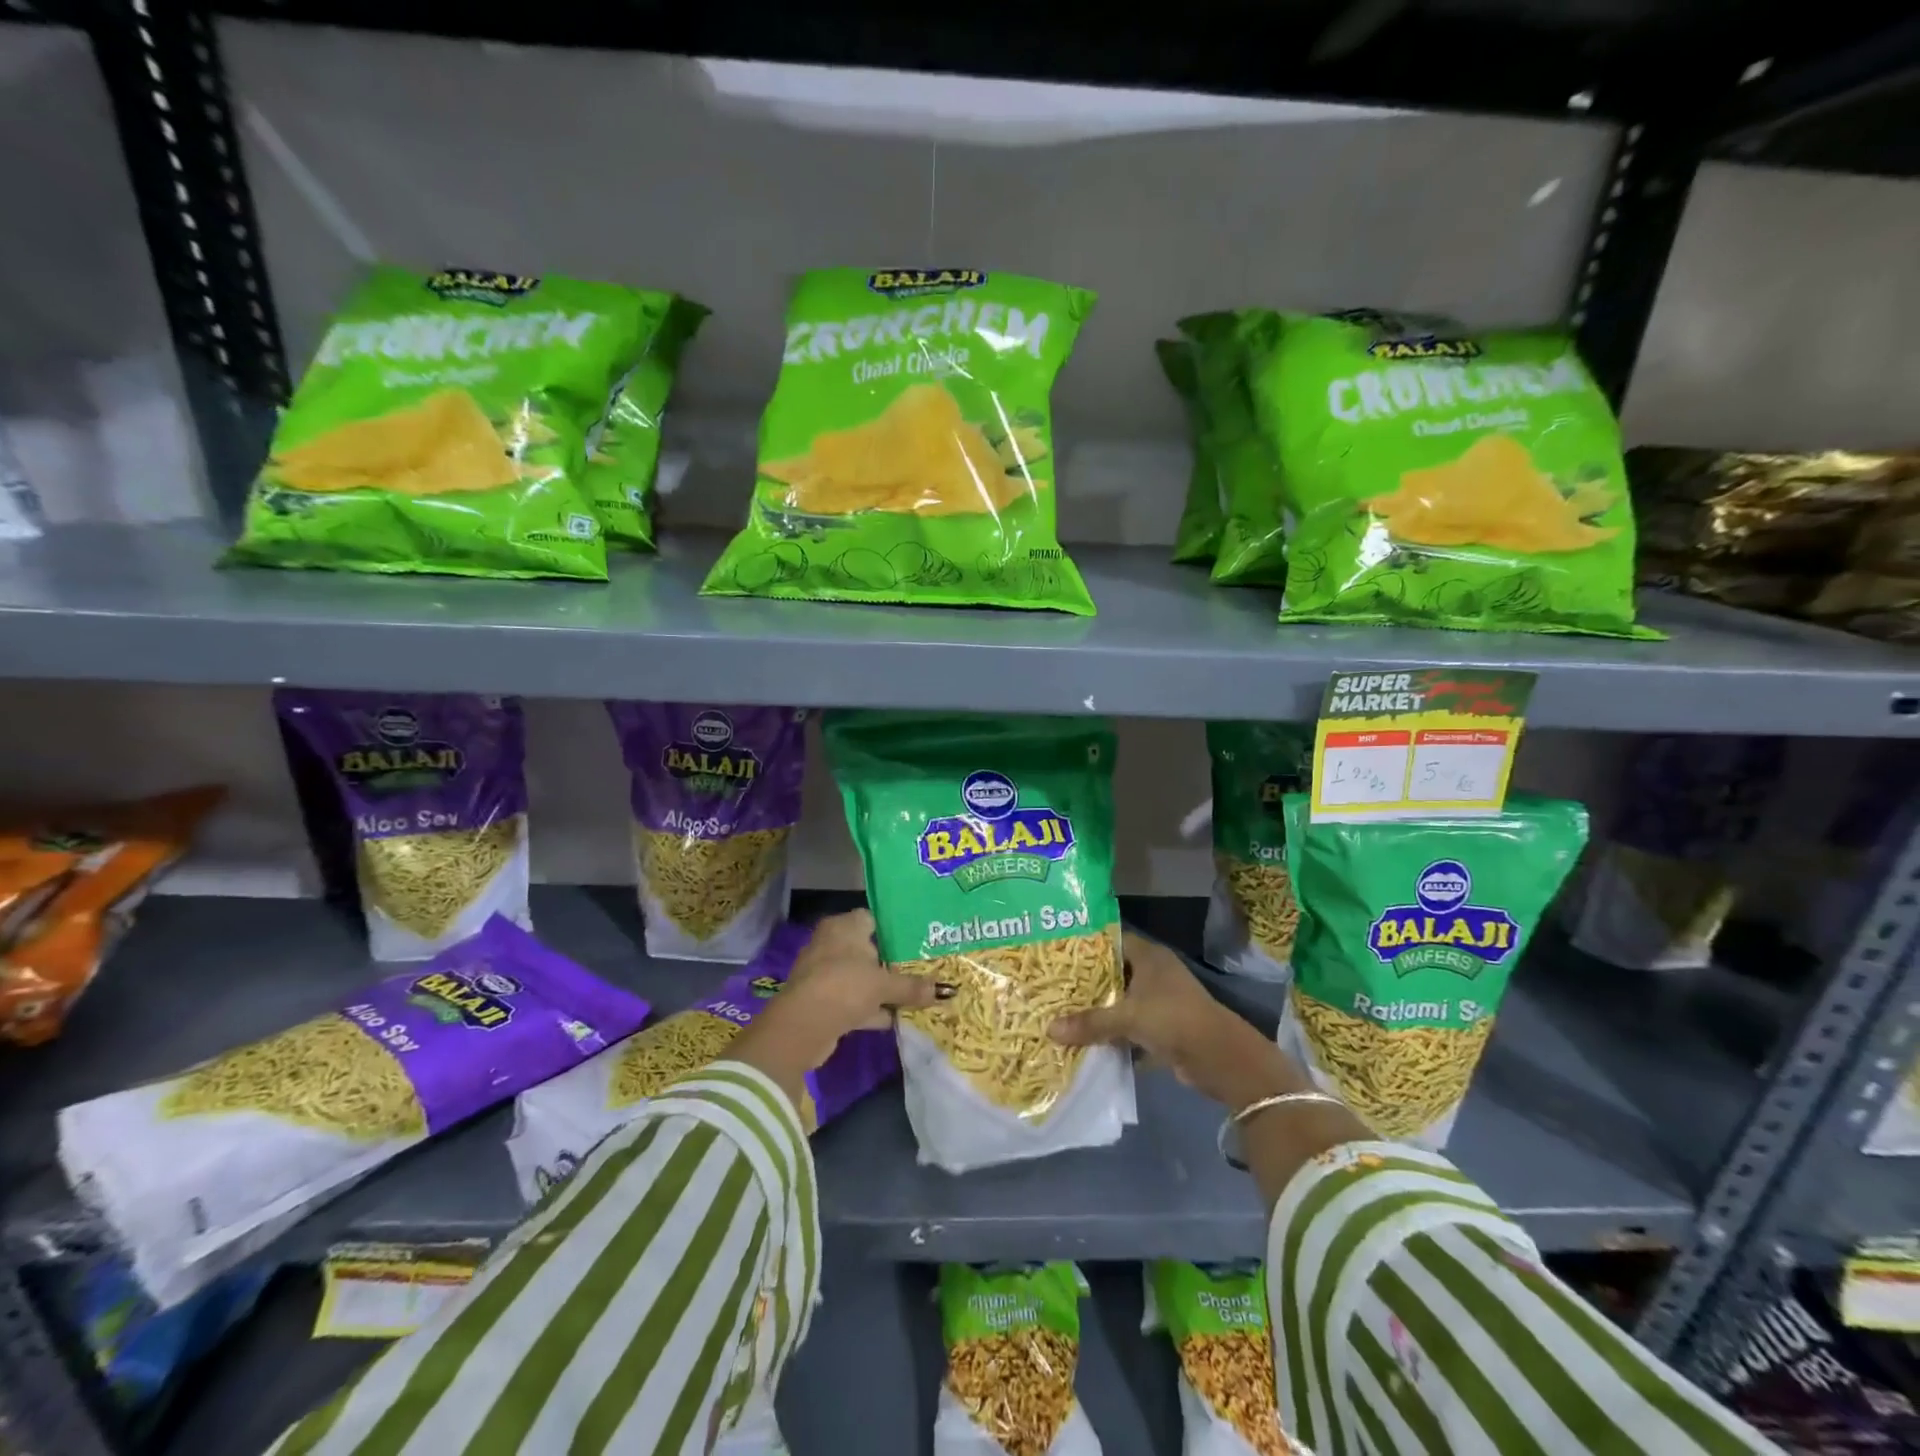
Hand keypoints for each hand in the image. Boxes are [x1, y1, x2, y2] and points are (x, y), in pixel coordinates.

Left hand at [730, 911, 941, 1121]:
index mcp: (843, 927)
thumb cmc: (846, 986)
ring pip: (858, 977)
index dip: (893, 929)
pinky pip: (851, 999)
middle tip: (918, 969)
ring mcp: (822, 973)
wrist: (803, 1026)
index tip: (916, 940)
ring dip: (879, 989)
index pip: (871, 918)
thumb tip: (943, 991)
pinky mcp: (820, 1000)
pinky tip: (892, 1019)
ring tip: (910, 996)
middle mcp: (830, 944)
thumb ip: (912, 986)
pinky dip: (868, 1009)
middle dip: (888, 962)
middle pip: (866, 949)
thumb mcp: (885, 985)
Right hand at [1049, 930, 1310, 1109]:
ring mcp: (1159, 1001)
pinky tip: (1085, 1040)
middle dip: (1086, 982)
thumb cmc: (1173, 1019)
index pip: (1111, 940)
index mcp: (1149, 956)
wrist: (1220, 1058)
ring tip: (1061, 1011)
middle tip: (1052, 984)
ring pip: (1120, 1001)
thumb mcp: (1128, 1018)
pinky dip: (1112, 1034)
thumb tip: (1048, 1029)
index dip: (1086, 945)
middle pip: (1113, 972)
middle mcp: (1154, 973)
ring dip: (1098, 1010)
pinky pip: (1129, 1026)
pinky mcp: (1161, 1028)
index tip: (1057, 951)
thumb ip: (1090, 1022)